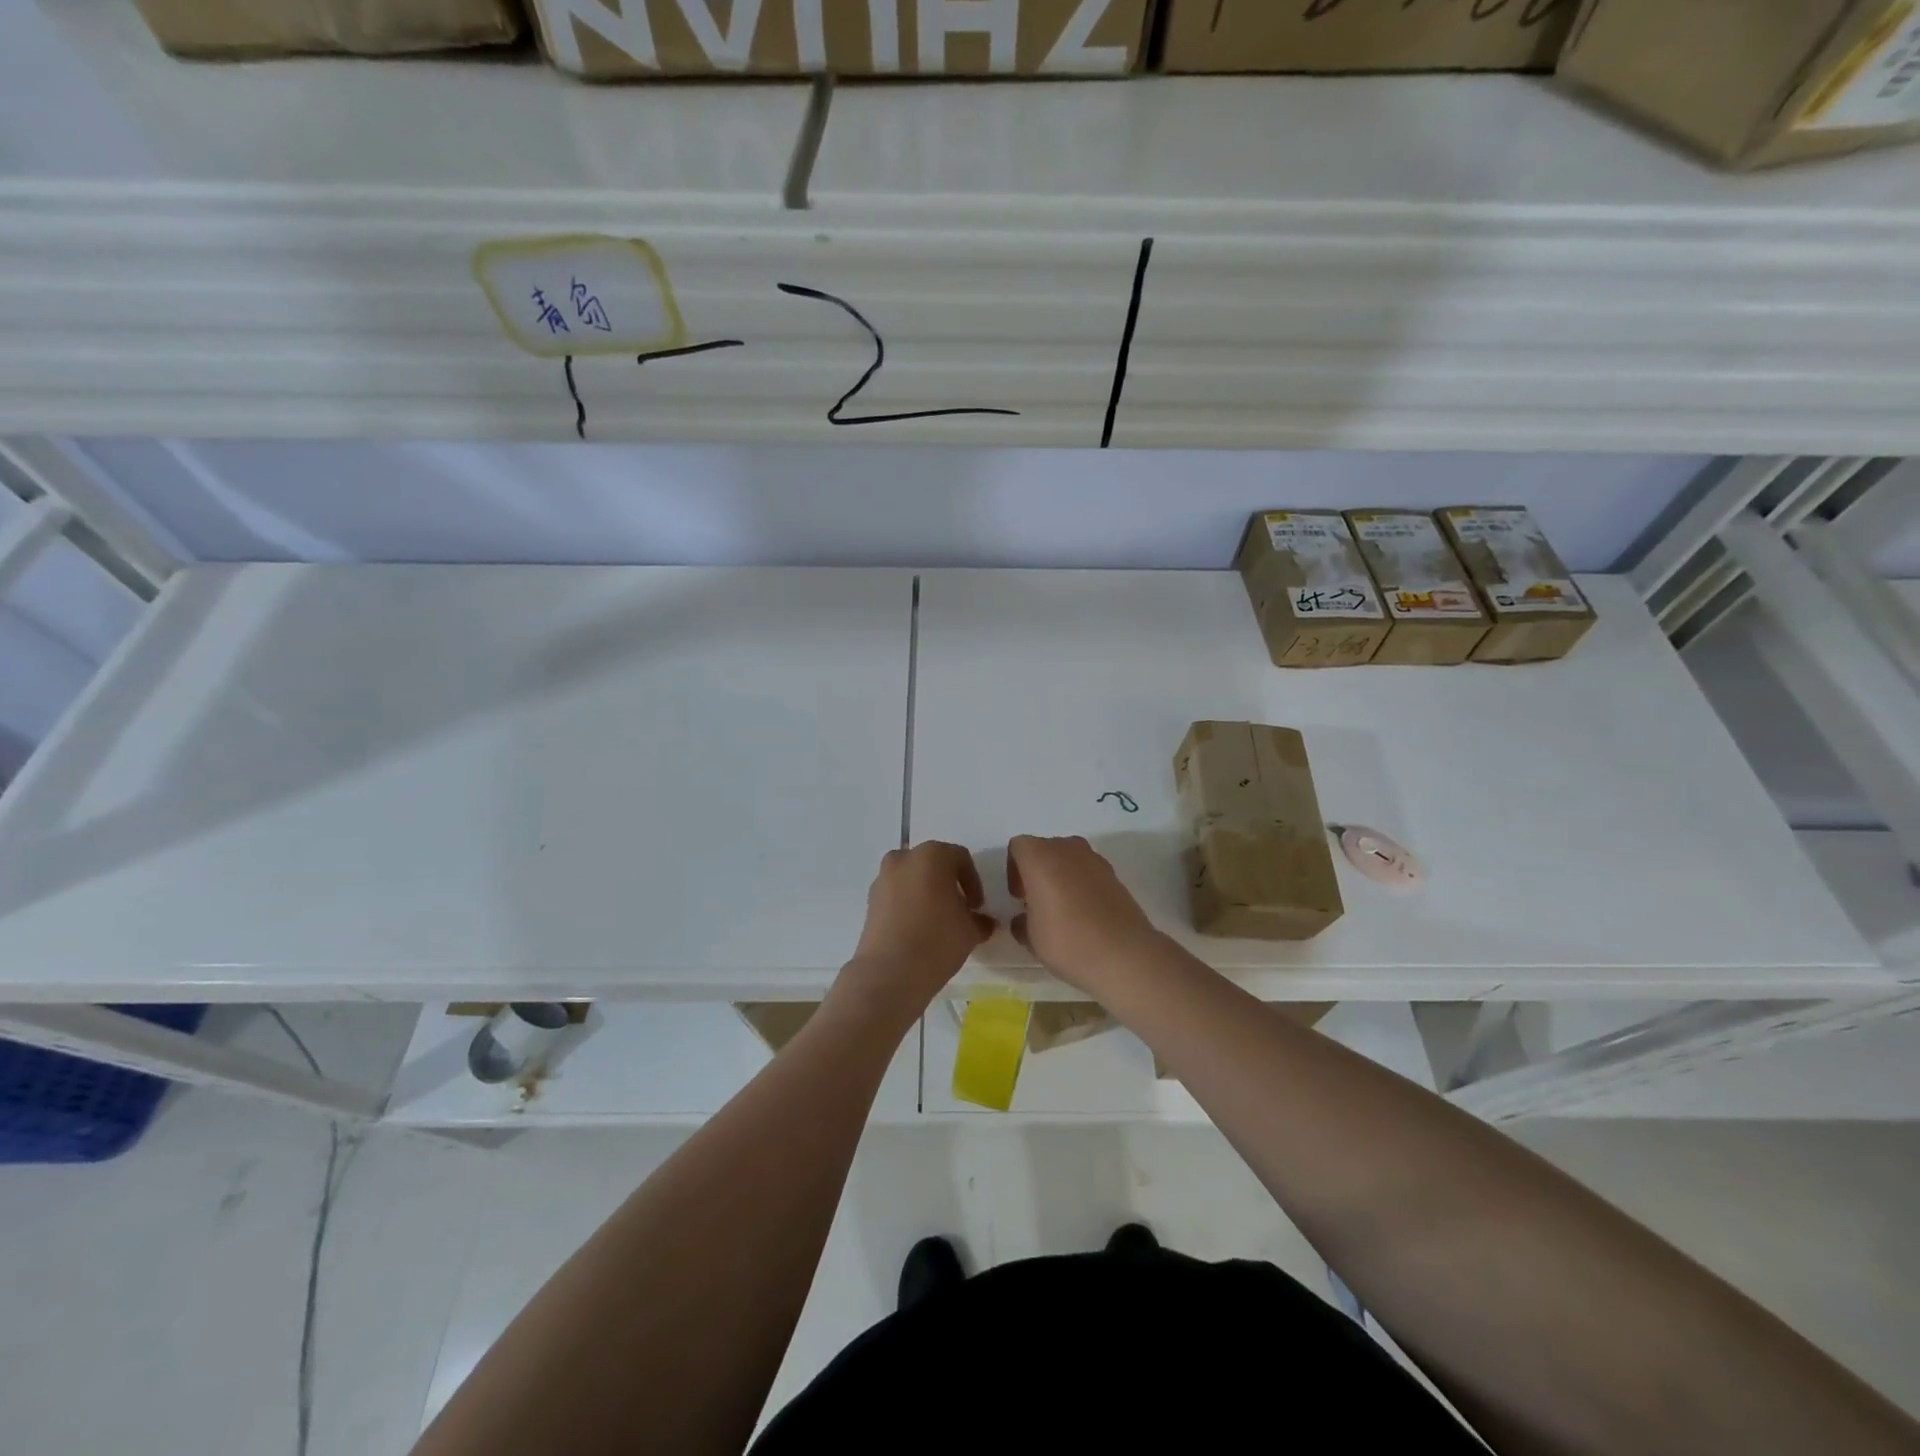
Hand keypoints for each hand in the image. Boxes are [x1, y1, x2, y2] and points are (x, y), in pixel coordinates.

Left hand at [835, 842, 993, 1021]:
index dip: (973, 882)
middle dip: (948, 884)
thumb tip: (983, 921)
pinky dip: (907, 904)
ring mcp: (882, 878)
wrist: (889, 972)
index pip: (961, 859)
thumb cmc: (937, 941)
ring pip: (911, 878)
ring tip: (936, 921)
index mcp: (932, 855)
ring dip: (926, 892)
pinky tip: (917, 930)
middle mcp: (904, 858)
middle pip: (933, 864)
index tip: (977, 907)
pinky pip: (895, 895)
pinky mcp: (869, 900)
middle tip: (958, 910)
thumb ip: (980, 920)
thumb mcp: (970, 931)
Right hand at [1006, 835, 1162, 993]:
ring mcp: (1095, 860)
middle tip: (1037, 903)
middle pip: (1045, 849)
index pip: (1018, 847)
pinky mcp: (1115, 875)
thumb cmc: (1068, 941)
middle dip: (1037, 871)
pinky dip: (1081, 885)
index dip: (1013, 870)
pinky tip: (1084, 915)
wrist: (1125, 954)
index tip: (1019, 897)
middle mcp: (1068, 849)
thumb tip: (1024, 918)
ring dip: (1060, 876)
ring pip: (1068, 859)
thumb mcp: (1031, 938)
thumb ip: (1021, 922)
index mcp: (1040, 857)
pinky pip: (1088, 872)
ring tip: (1061, 910)